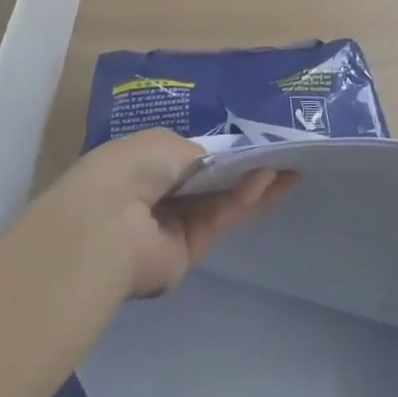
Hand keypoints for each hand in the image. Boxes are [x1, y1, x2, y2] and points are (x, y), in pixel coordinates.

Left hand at [48, 129, 296, 297]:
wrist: (107, 223)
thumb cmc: (129, 169)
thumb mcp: (166, 144)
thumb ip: (199, 154)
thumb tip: (216, 164)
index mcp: (146, 166)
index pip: (191, 159)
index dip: (223, 152)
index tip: (254, 144)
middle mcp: (161, 197)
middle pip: (212, 182)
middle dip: (246, 168)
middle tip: (284, 156)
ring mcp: (175, 227)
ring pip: (222, 201)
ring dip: (255, 183)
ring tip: (290, 167)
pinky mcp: (190, 252)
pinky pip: (221, 219)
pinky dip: (244, 199)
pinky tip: (269, 180)